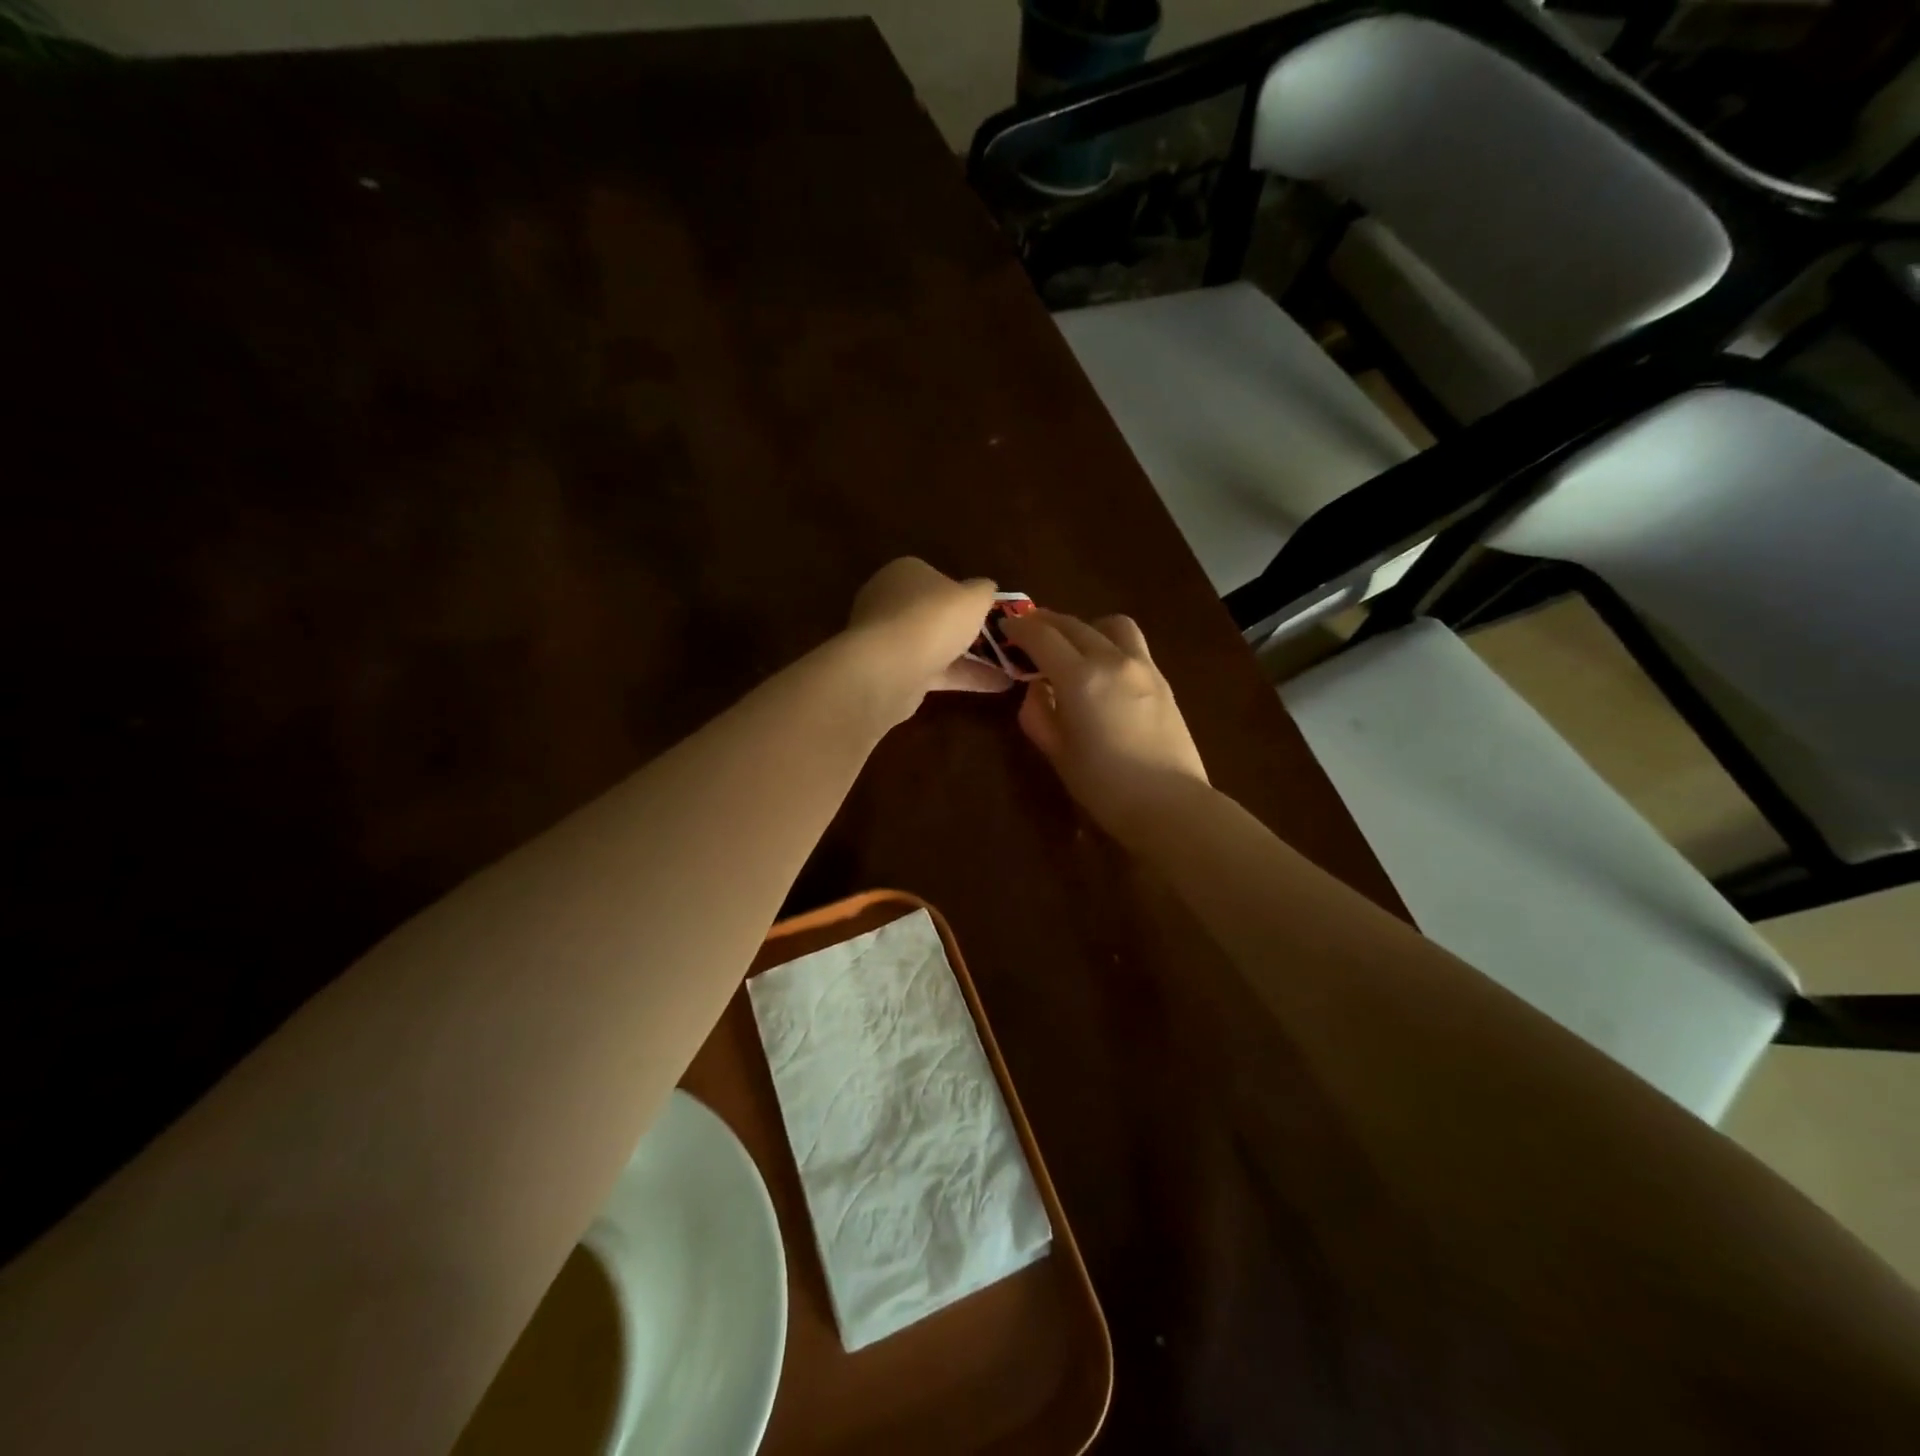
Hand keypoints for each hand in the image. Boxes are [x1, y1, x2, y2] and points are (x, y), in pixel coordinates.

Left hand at [844, 558, 1008, 722]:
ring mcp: (888, 640)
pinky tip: (997, 686)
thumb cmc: (932, 620)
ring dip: (969, 657)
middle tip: (998, 639)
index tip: (987, 609)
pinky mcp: (891, 672)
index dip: (962, 592)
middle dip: (963, 628)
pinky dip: (962, 677)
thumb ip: (983, 591)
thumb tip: (986, 588)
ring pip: (934, 645)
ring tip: (1009, 668)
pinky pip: (933, 671)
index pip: (936, 577)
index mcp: (904, 572)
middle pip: (934, 613)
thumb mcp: (973, 597)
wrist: (888, 670)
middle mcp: (890, 602)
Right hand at [1001, 608, 1208, 839]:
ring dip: (1086, 626)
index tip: (1006, 626)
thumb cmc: (1104, 786)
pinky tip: (1103, 668)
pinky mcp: (1162, 681)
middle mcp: (1112, 660)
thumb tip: (1036, 689)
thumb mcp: (1057, 753)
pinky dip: (1110, 643)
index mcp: (1080, 678)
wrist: (1169, 804)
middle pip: (1075, 625)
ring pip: (1112, 625)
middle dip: (1047, 622)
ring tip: (1074, 645)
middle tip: (1029, 631)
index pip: (1043, 637)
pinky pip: (1132, 646)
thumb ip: (1038, 714)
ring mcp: (1143, 667)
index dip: (1020, 628)